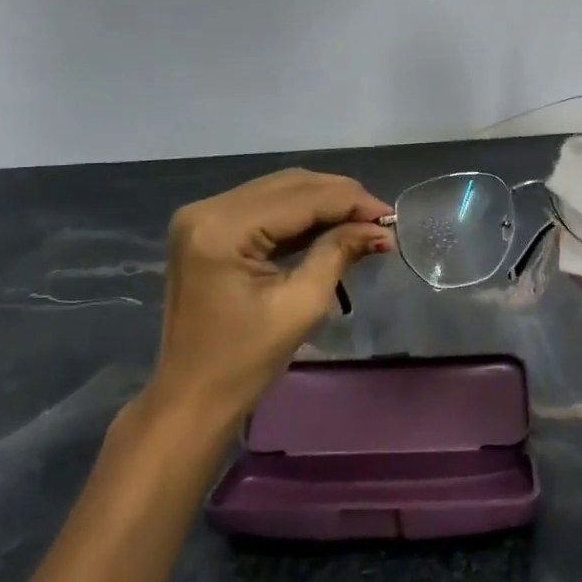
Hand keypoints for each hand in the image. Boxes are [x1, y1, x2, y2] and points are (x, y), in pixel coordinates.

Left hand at [133, 169, 392, 436]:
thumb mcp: (301, 306)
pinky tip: (330, 226)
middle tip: (381, 219)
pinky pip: (263, 206)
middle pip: (289, 184)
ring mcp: (203, 216)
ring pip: (279, 190)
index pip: (301, 198)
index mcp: (222, 229)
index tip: (391, 216)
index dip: (351, 202)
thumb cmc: (244, 362)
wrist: (191, 397)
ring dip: (323, 202)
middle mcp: (207, 209)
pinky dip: (299, 214)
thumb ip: (339, 253)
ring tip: (363, 222)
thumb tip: (381, 228)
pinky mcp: (207, 227)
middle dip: (340, 198)